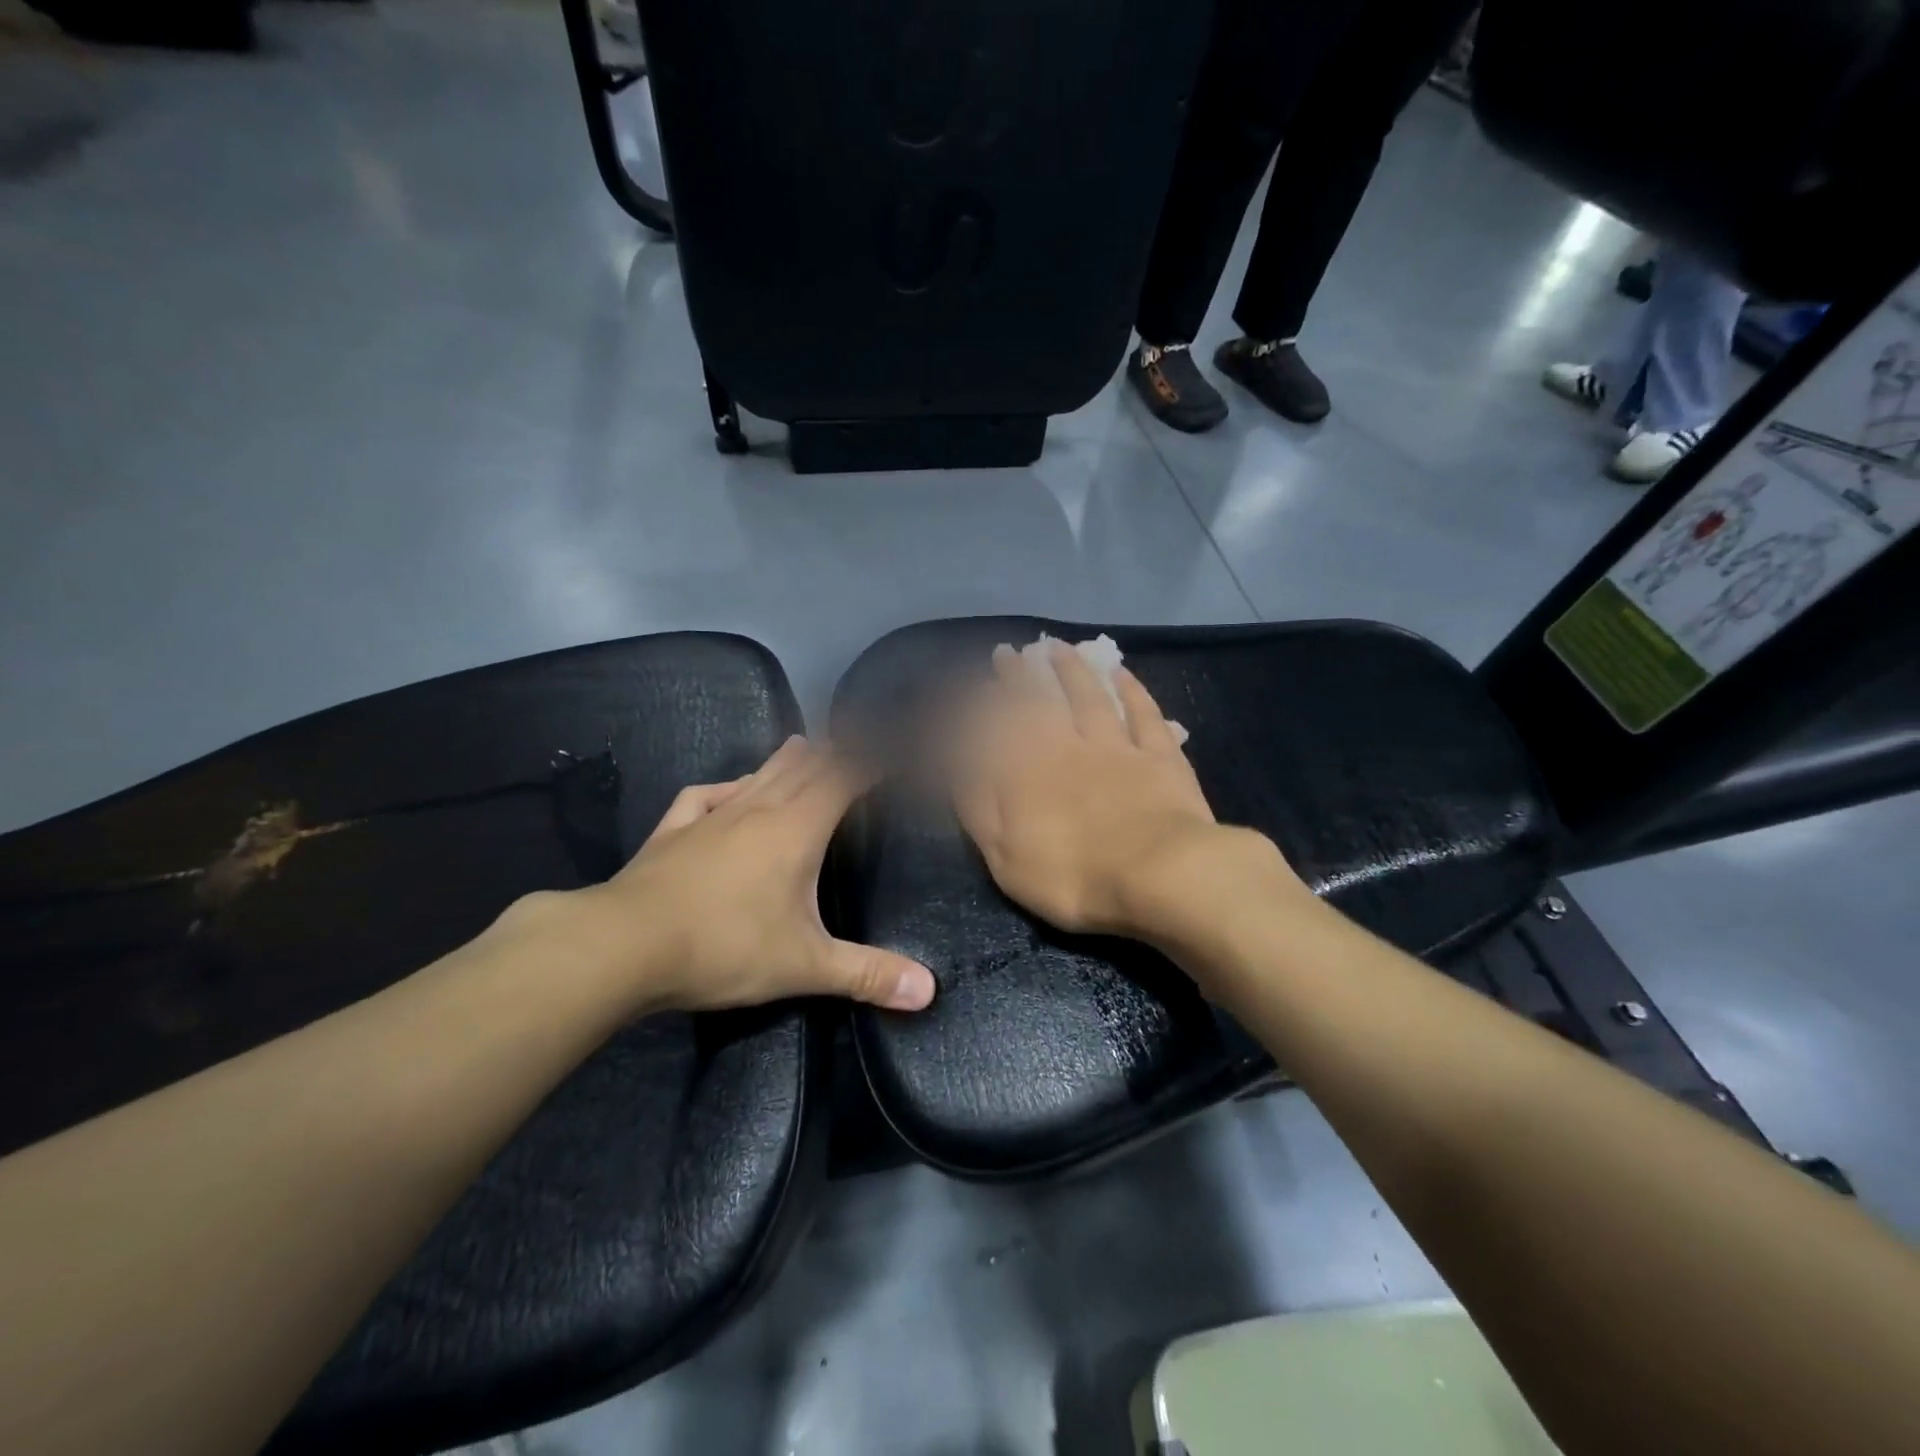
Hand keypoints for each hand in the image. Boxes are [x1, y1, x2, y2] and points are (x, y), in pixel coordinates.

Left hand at [558, 737, 935, 1014]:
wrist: (625, 945)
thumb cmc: (725, 947)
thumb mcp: (806, 966)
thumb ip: (868, 975)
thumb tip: (930, 992)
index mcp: (797, 829)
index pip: (843, 780)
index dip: (869, 763)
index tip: (890, 752)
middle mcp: (758, 810)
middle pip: (802, 769)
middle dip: (831, 755)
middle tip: (850, 741)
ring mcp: (711, 817)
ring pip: (756, 777)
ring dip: (784, 760)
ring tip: (801, 746)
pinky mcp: (673, 832)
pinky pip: (704, 797)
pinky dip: (724, 787)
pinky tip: (726, 790)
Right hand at [952, 644, 1302, 944]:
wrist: (1158, 875)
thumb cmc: (1071, 875)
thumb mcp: (1003, 853)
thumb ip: (977, 805)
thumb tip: (955, 764)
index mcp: (1025, 772)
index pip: (997, 727)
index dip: (982, 704)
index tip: (972, 684)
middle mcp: (1066, 747)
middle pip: (1039, 703)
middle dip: (1020, 676)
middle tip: (1008, 652)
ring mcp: (1116, 747)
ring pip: (1089, 697)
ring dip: (1071, 670)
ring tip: (1056, 648)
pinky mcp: (1160, 756)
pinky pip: (1143, 713)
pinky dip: (1130, 689)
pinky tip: (1119, 672)